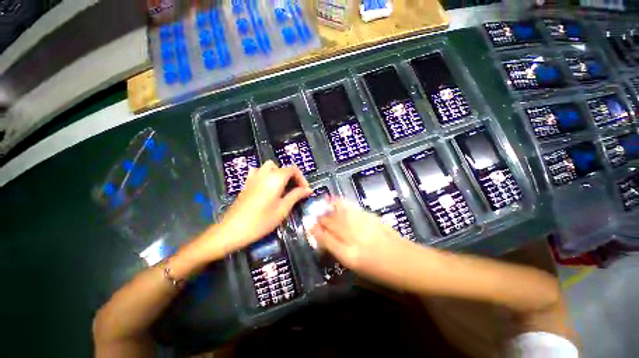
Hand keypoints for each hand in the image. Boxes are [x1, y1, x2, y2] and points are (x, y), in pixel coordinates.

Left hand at [220, 161, 311, 252]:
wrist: (233, 230)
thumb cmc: (261, 221)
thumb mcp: (283, 209)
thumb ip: (296, 196)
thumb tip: (308, 190)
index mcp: (276, 178)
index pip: (293, 170)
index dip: (302, 179)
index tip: (305, 191)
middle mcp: (265, 173)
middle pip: (283, 167)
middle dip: (292, 177)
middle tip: (296, 191)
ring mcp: (254, 177)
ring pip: (270, 167)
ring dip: (279, 174)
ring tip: (282, 187)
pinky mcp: (247, 183)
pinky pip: (258, 171)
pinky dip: (266, 175)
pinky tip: (267, 186)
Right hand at [310, 199, 421, 289]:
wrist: (409, 263)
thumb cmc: (383, 273)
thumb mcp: (359, 269)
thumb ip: (341, 253)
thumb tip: (328, 241)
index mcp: (350, 256)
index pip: (327, 240)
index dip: (316, 232)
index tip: (309, 227)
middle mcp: (354, 239)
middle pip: (332, 225)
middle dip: (321, 219)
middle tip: (314, 216)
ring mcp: (364, 226)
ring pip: (341, 214)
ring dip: (329, 210)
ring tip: (322, 205)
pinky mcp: (372, 218)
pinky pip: (353, 209)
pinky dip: (342, 204)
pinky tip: (337, 201)